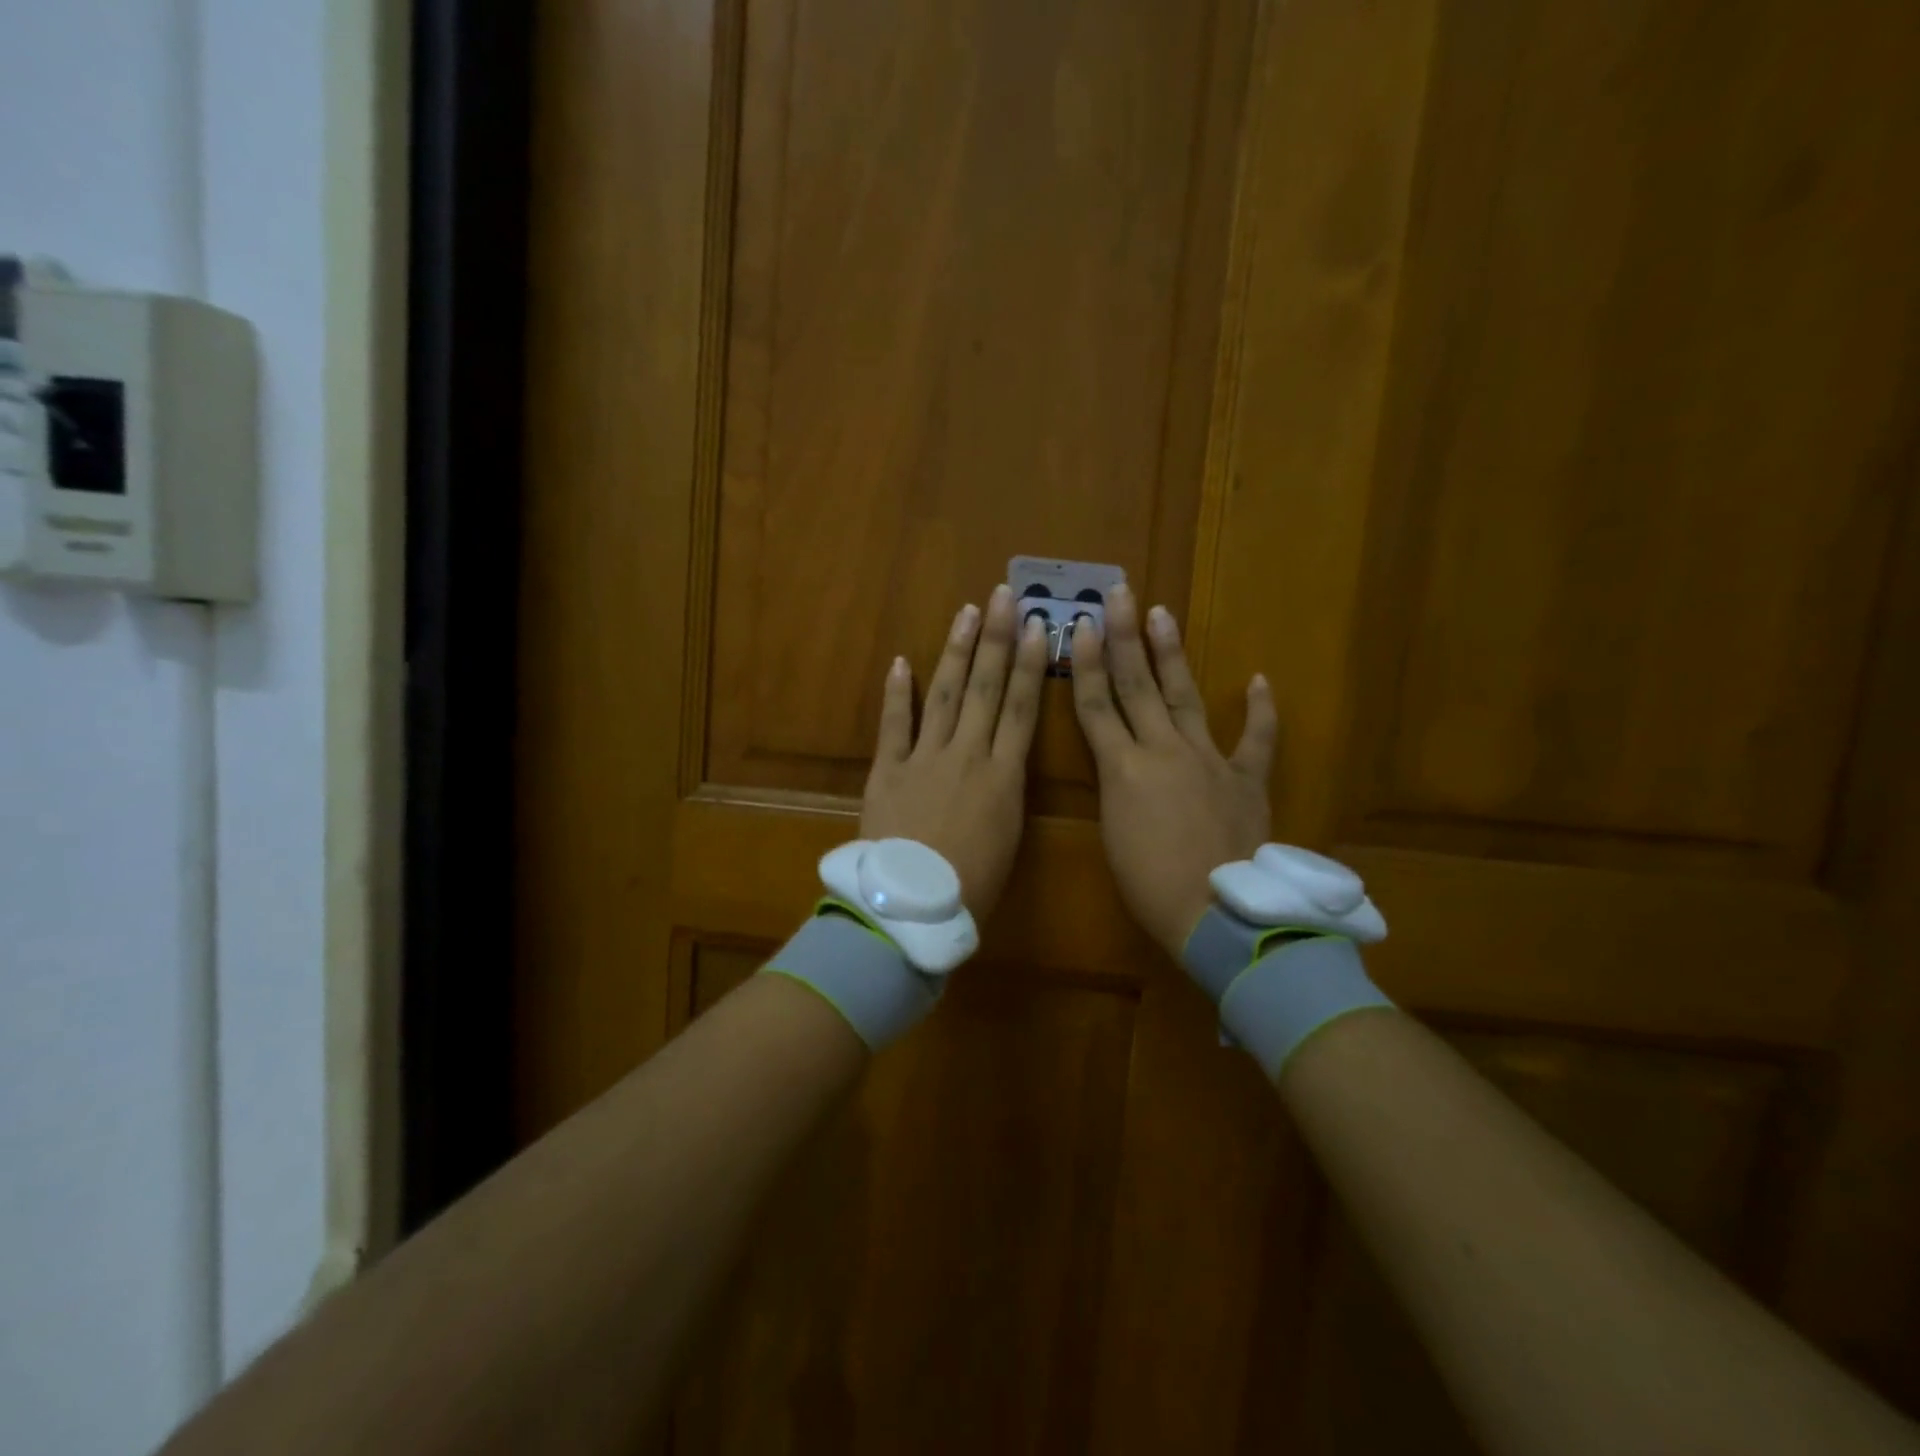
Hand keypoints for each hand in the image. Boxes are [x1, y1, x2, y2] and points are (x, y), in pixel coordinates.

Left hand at [862, 585, 1050, 919]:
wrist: (913, 907)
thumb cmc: (971, 888)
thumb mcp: (1007, 841)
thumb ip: (1006, 798)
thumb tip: (1002, 771)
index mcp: (1004, 777)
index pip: (1021, 709)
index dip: (1030, 665)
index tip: (1037, 627)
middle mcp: (968, 755)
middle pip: (985, 688)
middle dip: (996, 639)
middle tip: (1003, 597)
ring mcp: (924, 758)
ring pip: (944, 694)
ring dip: (955, 651)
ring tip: (966, 613)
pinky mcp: (886, 770)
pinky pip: (893, 724)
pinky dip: (896, 693)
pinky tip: (900, 661)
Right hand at [1069, 585, 1276, 959]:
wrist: (1218, 913)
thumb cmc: (1150, 886)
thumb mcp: (1114, 835)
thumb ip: (1117, 789)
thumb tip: (1123, 767)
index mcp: (1123, 769)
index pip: (1096, 706)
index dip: (1086, 663)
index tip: (1080, 625)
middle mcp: (1163, 751)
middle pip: (1137, 686)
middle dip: (1124, 637)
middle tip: (1119, 595)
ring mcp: (1208, 760)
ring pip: (1185, 697)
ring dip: (1171, 654)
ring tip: (1162, 615)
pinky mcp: (1247, 778)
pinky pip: (1257, 739)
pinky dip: (1260, 710)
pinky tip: (1258, 679)